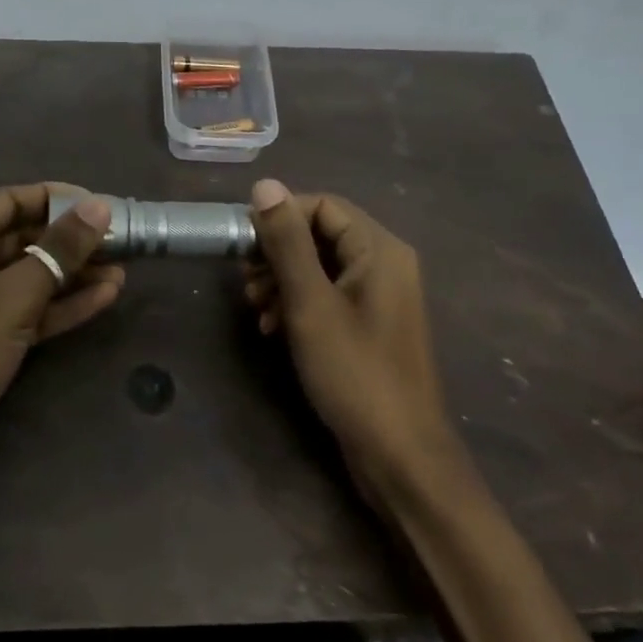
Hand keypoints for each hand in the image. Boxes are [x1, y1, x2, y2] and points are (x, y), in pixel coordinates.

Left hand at [0, 183, 121, 512]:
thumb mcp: (11, 296)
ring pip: (33, 276)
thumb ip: (58, 251)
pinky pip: (32, 311)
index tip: (100, 206)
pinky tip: (104, 298)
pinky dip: (64, 305)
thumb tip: (99, 206)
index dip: (55, 197)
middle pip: (25, 237)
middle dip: (71, 238)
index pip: (10, 200)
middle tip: (121, 241)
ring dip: (74, 273)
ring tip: (122, 271)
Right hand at [243, 180, 457, 492]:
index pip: (322, 205)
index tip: (242, 244)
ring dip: (281, 279)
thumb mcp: (310, 303)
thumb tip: (264, 185)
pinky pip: (327, 294)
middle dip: (276, 252)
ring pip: (319, 265)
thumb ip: (287, 242)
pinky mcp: (369, 324)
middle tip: (244, 280)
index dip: (279, 217)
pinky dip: (297, 303)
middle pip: (320, 234)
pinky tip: (272, 327)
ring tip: (255, 308)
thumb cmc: (355, 373)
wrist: (400, 455)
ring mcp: (379, 296)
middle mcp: (384, 263)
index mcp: (379, 249)